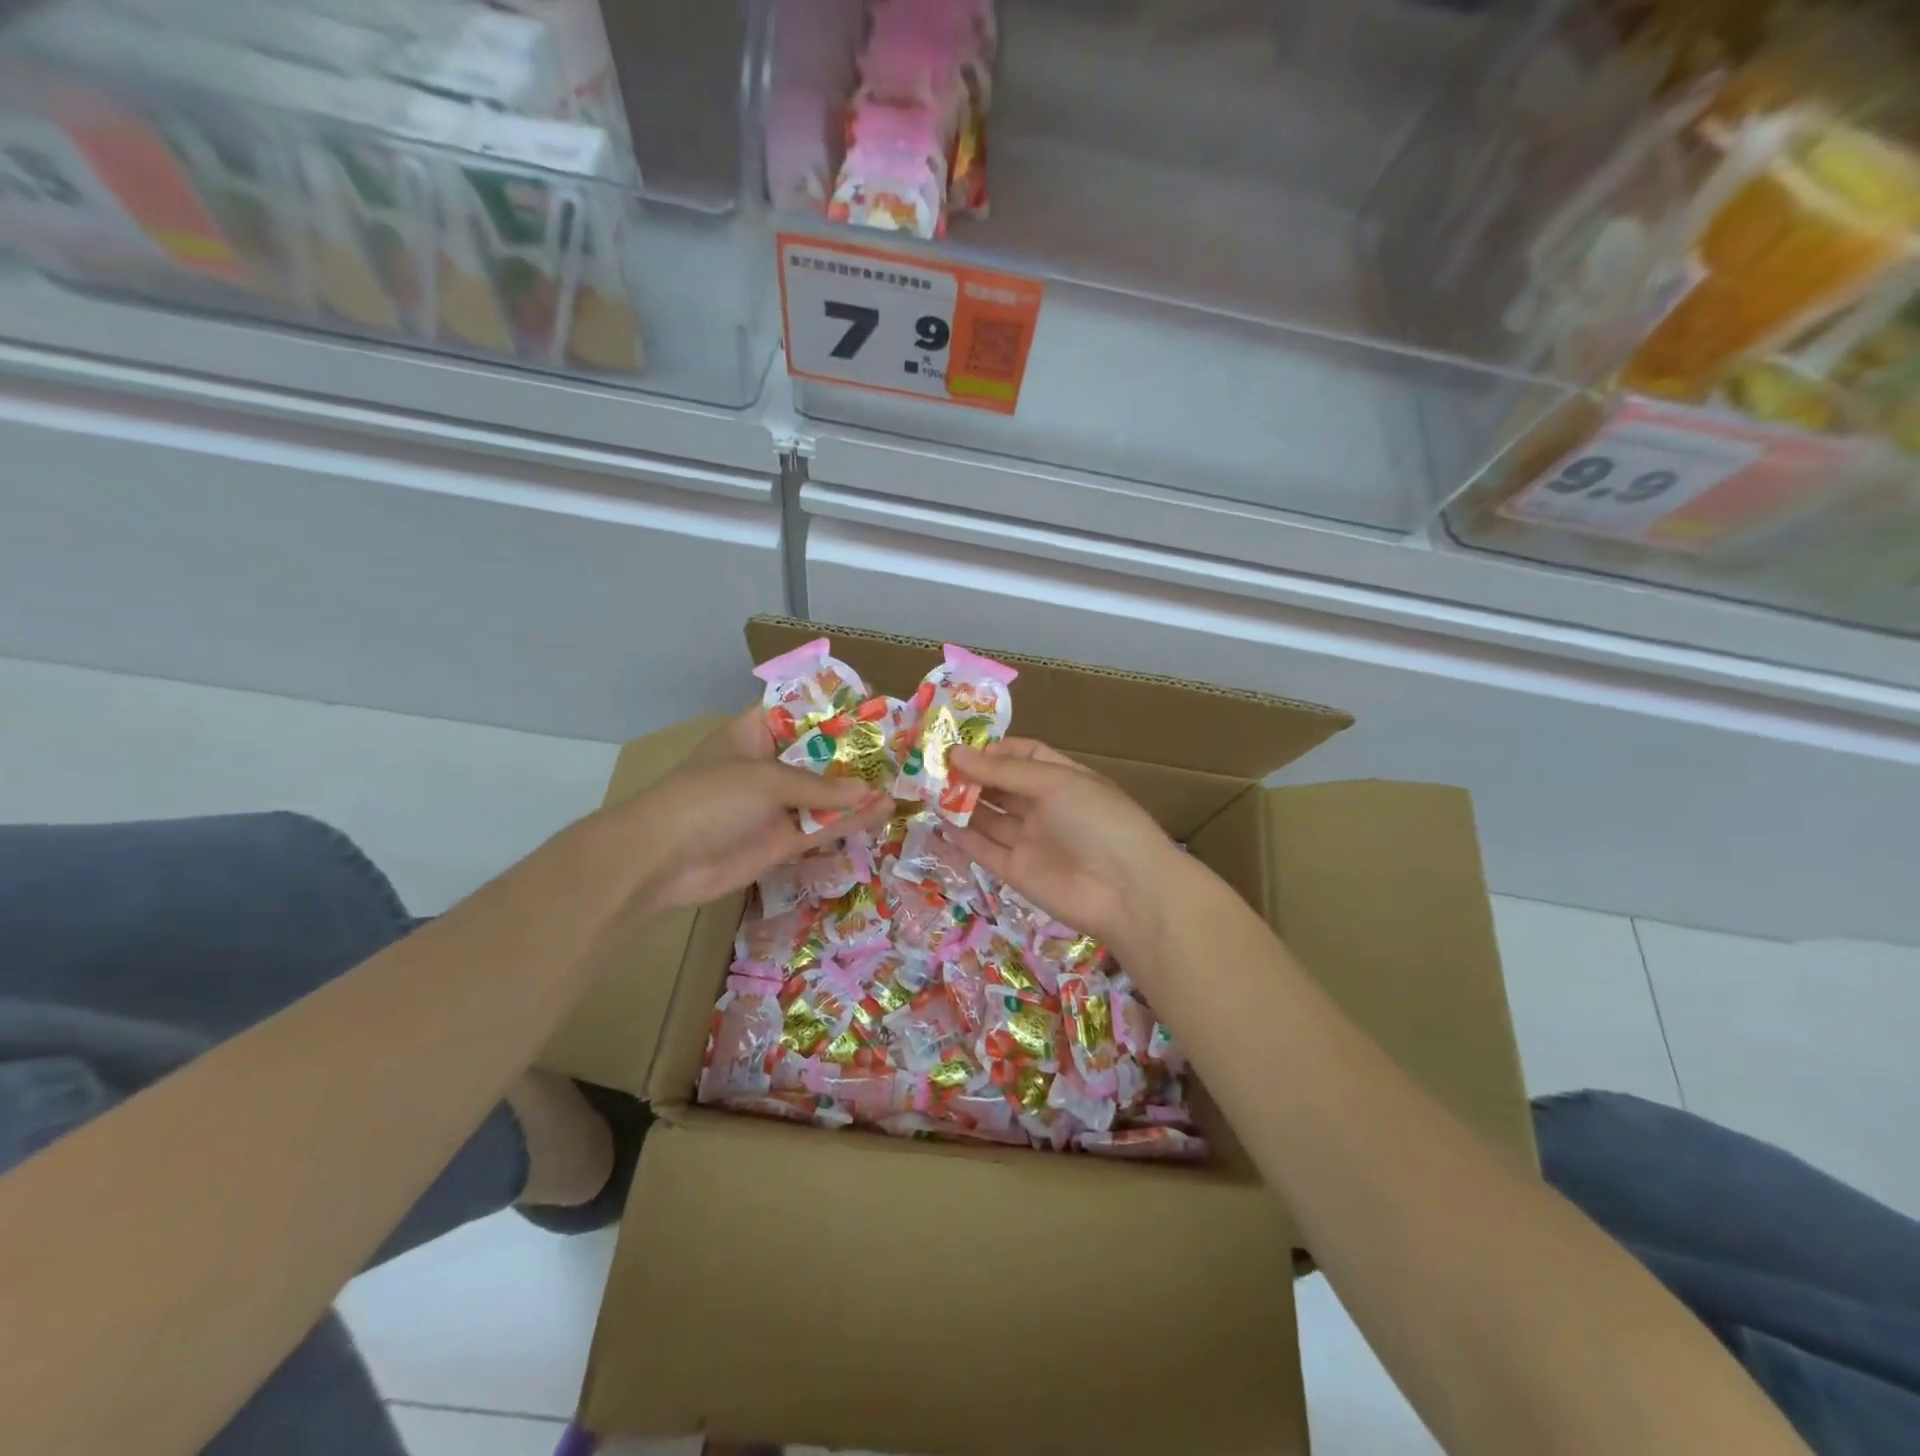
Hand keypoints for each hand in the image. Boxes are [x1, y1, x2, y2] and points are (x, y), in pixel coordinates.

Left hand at [617, 708, 893, 911]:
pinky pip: (821, 828)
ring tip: (902, 782)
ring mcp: (775, 806)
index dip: (834, 706)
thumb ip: (819, 787)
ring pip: (826, 794)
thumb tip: (868, 791)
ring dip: (859, 791)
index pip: (799, 710)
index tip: (874, 702)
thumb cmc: (708, 799)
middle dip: (856, 753)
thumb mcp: (765, 779)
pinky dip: (849, 822)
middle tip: (901, 748)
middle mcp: (768, 766)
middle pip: (819, 754)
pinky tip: (881, 813)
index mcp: (754, 734)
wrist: (660, 862)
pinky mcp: (781, 841)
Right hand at [947, 740, 1183, 956]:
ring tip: (926, 790)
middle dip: (971, 776)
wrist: (1126, 892)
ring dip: (961, 803)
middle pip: (1002, 787)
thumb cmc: (1098, 821)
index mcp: (1063, 779)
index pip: (1024, 757)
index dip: (994, 751)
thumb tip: (956, 754)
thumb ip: (1004, 772)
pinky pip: (984, 849)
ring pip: (989, 817)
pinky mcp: (1015, 872)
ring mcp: (1030, 841)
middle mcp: (1045, 808)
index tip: (960, 746)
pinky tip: (937, 822)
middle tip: (933, 767)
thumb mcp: (1056, 783)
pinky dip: (961, 837)